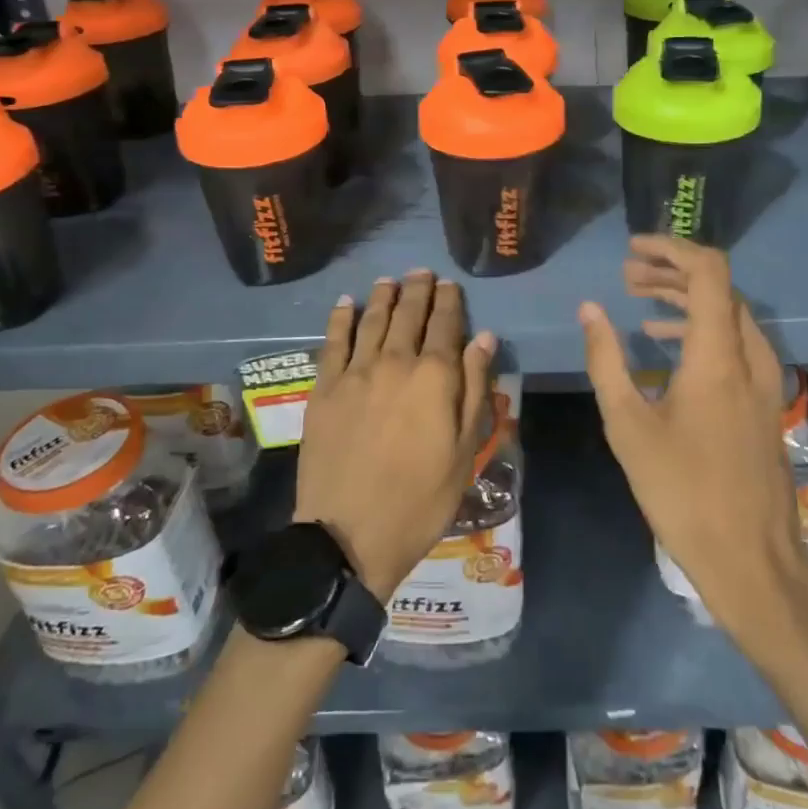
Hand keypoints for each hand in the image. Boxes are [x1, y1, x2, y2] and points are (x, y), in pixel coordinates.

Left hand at [295, 271, 496, 601]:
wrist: (349, 536)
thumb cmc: (421, 499)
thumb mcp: (465, 451)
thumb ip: (475, 389)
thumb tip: (483, 338)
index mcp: (435, 377)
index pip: (446, 325)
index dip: (449, 301)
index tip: (450, 285)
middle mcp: (395, 362)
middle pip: (408, 314)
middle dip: (417, 290)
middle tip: (421, 272)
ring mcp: (355, 373)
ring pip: (372, 321)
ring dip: (383, 296)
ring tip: (389, 279)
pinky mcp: (323, 389)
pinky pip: (332, 342)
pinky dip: (340, 318)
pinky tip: (346, 303)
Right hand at [579, 236, 807, 643]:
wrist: (751, 557)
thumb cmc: (681, 490)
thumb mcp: (628, 424)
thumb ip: (606, 359)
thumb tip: (590, 309)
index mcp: (717, 354)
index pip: (708, 270)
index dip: (671, 248)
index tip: (632, 249)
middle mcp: (748, 354)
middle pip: (717, 286)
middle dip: (671, 270)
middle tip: (627, 275)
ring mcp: (762, 377)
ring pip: (727, 312)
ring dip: (685, 298)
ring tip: (638, 300)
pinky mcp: (762, 398)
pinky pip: (734, 340)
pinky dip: (700, 327)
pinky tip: (665, 342)